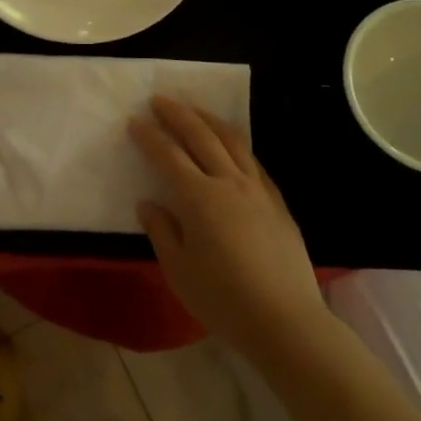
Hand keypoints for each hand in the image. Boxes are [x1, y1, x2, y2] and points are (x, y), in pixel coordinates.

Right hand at [130, 96, 328, 360]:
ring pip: (232, 140)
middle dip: (177, 114)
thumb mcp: (178, 271)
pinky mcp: (277, 201)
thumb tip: (148, 203)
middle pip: (201, 136)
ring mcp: (257, 189)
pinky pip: (252, 160)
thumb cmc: (223, 300)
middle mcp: (229, 183)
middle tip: (160, 99)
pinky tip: (229, 144)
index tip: (134, 121)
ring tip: (193, 109)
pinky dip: (235, 143)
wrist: (285, 320)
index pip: (168, 156)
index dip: (149, 136)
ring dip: (208, 119)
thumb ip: (162, 231)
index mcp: (199, 199)